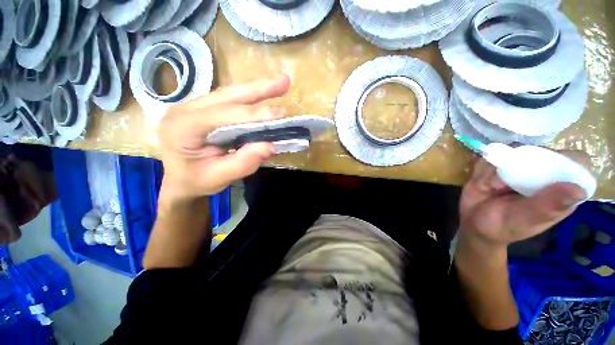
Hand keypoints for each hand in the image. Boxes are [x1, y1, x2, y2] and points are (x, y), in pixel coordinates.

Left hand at [157, 75, 289, 201]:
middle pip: (227, 95)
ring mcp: (193, 106)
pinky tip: (264, 94)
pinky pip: (230, 100)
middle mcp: (185, 110)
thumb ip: (242, 163)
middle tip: (285, 82)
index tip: (279, 114)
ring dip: (257, 89)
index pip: (222, 115)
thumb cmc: (195, 181)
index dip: (252, 114)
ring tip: (280, 84)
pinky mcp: (204, 109)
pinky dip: (250, 98)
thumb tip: (270, 146)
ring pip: (229, 94)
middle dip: (259, 89)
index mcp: (182, 128)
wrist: (178, 180)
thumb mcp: (217, 179)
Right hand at [459, 150, 590, 248]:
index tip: (541, 170)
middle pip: (543, 152)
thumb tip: (578, 190)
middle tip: (504, 185)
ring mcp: (518, 169)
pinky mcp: (497, 166)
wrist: (473, 225)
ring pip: (512, 152)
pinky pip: (491, 157)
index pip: (575, 162)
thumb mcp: (526, 220)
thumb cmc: (504, 227)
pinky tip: (481, 185)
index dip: (565, 160)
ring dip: (497, 169)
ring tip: (490, 188)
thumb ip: (548, 205)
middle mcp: (542, 175)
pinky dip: (482, 170)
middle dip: (521, 163)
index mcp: (560, 189)